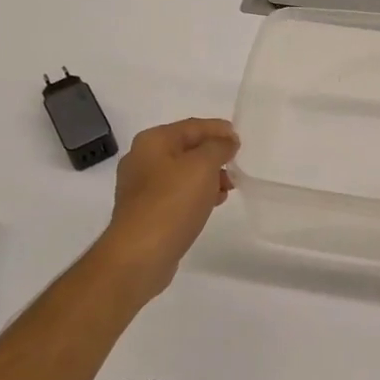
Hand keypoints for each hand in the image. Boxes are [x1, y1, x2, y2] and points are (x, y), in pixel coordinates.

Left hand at [98, 117, 238, 297]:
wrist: (140, 254)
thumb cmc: (172, 203)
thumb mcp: (202, 166)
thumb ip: (218, 147)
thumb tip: (226, 142)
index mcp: (152, 141)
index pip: (192, 126)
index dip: (218, 130)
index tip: (240, 139)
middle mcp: (142, 159)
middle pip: (186, 149)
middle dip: (214, 155)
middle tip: (236, 166)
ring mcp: (141, 188)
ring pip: (182, 173)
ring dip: (208, 177)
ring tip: (228, 189)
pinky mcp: (145, 212)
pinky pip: (176, 194)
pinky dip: (196, 195)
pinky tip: (212, 204)